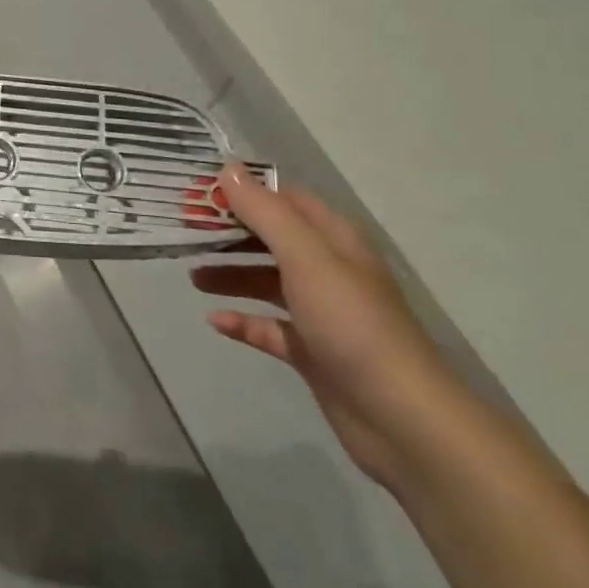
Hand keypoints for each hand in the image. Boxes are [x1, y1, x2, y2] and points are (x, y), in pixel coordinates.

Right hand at [191, 164, 460, 489]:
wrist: (402, 418)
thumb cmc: (351, 323)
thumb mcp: (305, 257)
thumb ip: (265, 212)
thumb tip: (228, 169)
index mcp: (334, 240)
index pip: (284, 199)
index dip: (243, 192)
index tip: (198, 193)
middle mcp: (328, 270)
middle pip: (271, 239)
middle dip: (230, 231)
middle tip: (186, 230)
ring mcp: (321, 313)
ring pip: (266, 281)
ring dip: (230, 274)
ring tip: (193, 277)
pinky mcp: (313, 351)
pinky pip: (269, 327)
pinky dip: (243, 321)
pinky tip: (215, 321)